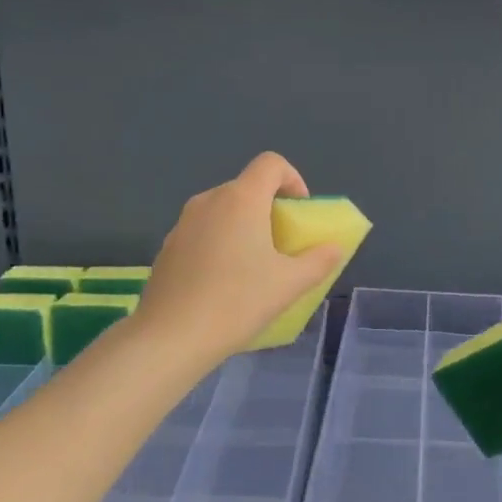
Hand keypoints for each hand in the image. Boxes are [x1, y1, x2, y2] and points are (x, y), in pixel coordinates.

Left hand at [131, 152, 342, 371]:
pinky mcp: (167, 246)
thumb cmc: (237, 301)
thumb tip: (334, 248)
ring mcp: (183, 223)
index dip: (292, 179)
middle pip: (247, 187)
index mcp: (242, 199)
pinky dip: (220, 243)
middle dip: (270, 208)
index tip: (299, 211)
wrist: (170, 338)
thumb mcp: (289, 284)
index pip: (271, 163)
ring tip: (253, 266)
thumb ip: (318, 261)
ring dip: (244, 226)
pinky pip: (203, 231)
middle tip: (282, 244)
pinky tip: (222, 283)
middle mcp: (210, 200)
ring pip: (223, 210)